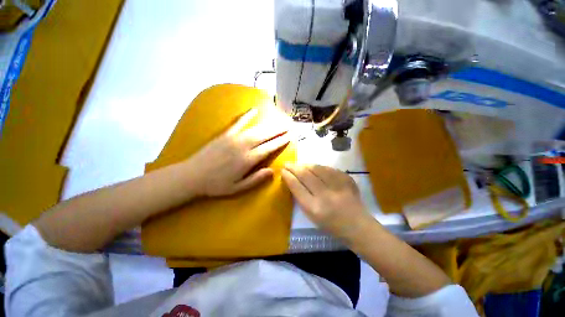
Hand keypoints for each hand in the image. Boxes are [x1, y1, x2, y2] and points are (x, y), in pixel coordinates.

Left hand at [186, 108, 289, 196]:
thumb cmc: (217, 185)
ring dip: (269, 124)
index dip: (280, 142)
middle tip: (289, 125)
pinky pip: (238, 122)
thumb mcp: (238, 188)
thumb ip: (256, 179)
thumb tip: (273, 171)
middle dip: (278, 130)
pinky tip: (254, 110)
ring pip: (256, 129)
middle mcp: (243, 146)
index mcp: (247, 160)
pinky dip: (247, 116)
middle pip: (265, 136)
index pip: (268, 148)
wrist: (192, 175)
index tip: (289, 137)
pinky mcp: (225, 134)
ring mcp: (234, 138)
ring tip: (279, 120)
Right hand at [281, 164, 369, 238]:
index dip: (288, 177)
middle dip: (293, 167)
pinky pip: (328, 168)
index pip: (296, 187)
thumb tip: (293, 181)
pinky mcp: (346, 179)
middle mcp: (324, 195)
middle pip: (305, 175)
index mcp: (314, 208)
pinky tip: (314, 167)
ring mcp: (337, 186)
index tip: (282, 171)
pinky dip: (319, 167)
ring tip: (299, 164)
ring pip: (316, 168)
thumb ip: (302, 198)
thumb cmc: (331, 225)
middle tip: (287, 164)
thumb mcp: (311, 216)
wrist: (358, 226)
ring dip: (305, 164)